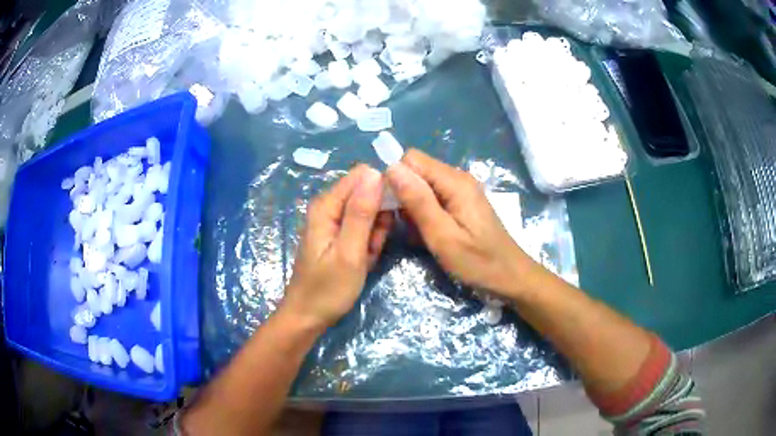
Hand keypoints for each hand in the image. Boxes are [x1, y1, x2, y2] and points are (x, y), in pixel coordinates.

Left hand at [282, 165, 393, 329]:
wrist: (309, 317)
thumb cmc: (328, 289)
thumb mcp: (349, 252)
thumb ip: (361, 212)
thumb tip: (376, 173)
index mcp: (327, 205)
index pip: (363, 176)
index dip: (381, 191)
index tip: (387, 219)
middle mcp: (329, 207)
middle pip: (367, 195)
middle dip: (378, 220)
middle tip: (371, 247)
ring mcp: (333, 222)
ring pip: (369, 215)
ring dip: (374, 236)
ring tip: (365, 258)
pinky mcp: (339, 235)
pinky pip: (363, 230)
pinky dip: (368, 246)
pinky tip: (362, 262)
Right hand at [386, 150, 534, 296]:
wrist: (510, 277)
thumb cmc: (477, 262)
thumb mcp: (443, 236)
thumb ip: (418, 201)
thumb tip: (392, 167)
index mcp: (455, 181)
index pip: (411, 159)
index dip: (396, 179)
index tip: (393, 209)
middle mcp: (458, 178)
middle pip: (417, 171)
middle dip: (404, 195)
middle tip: (408, 227)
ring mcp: (461, 190)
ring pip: (422, 186)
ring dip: (413, 208)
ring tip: (420, 235)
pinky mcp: (462, 202)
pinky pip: (433, 197)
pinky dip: (425, 214)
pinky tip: (431, 234)